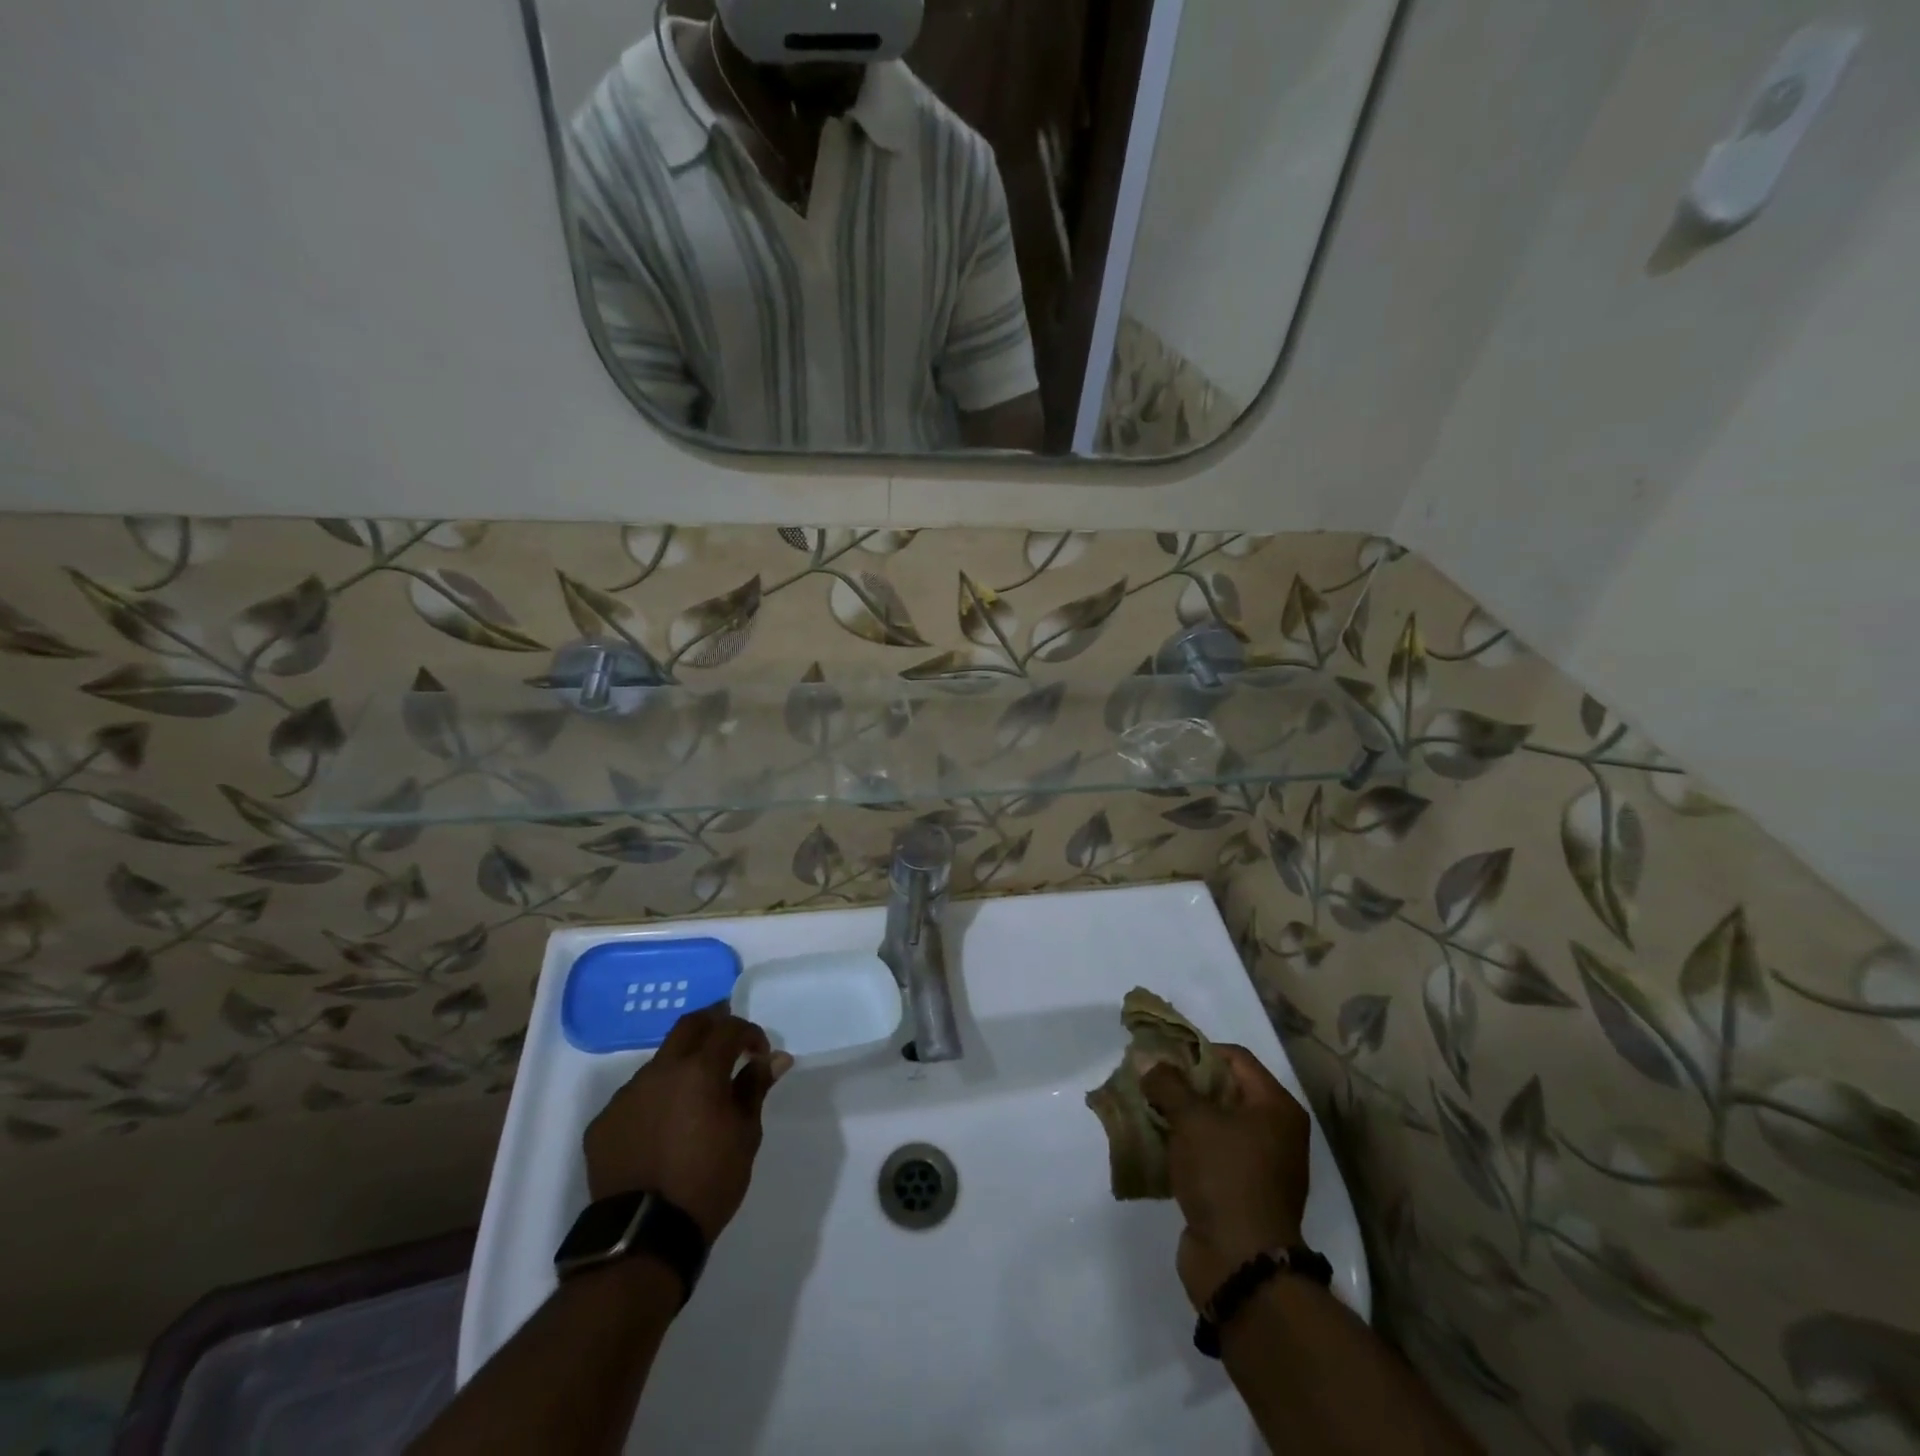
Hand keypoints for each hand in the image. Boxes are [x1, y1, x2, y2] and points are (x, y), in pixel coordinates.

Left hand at [583, 1006, 793, 1242]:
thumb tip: (775, 1058)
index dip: (749, 1033)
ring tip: (695, 1097)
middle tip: (729, 1045)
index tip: (759, 1053)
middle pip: (688, 1027)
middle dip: (714, 1025)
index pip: (728, 1028)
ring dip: (681, 1067)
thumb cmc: (708, 1182)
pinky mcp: (603, 1123)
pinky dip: (655, 1100)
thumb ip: (755, 1088)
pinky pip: (635, 1097)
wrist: (643, 1238)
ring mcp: (626, 1096)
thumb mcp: (745, 1135)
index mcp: (698, 1071)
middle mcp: (659, 1072)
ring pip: (659, 1063)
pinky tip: (663, 1128)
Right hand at [1141, 1044, 1311, 1310]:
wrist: (1240, 1264)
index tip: (1162, 1054)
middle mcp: (1274, 1132)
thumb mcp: (1192, 1120)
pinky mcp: (1239, 1193)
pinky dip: (1183, 1146)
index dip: (1197, 1050)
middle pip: (1223, 1090)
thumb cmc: (1224, 1177)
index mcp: (1276, 1107)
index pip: (1235, 1058)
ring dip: (1179, 1115)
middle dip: (1183, 1083)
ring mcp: (1259, 1165)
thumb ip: (1168, 1083)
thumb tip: (1148, 1060)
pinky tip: (1154, 1143)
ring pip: (1212, 1124)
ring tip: (1144, 1108)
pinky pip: (1208, 1155)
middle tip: (1148, 1079)